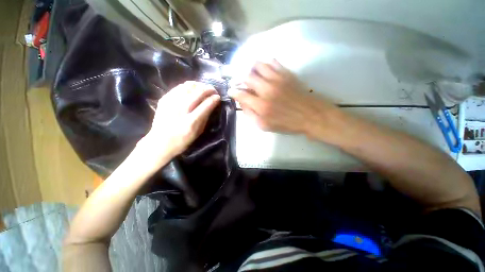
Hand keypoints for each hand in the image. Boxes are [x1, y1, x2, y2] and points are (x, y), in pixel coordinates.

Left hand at [139, 81, 219, 165]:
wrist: (159, 142)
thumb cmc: (182, 140)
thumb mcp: (198, 132)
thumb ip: (205, 117)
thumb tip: (211, 105)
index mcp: (191, 122)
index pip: (206, 105)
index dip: (214, 99)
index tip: (218, 97)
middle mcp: (181, 110)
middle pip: (198, 93)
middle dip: (208, 89)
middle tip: (214, 90)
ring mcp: (171, 103)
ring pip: (188, 87)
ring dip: (199, 85)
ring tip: (204, 87)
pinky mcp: (164, 99)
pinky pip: (179, 87)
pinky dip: (188, 86)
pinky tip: (193, 88)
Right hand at [228, 60, 339, 138]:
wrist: (310, 115)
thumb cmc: (286, 123)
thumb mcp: (265, 126)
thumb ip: (251, 115)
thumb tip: (243, 104)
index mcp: (261, 105)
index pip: (241, 94)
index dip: (233, 92)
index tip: (232, 91)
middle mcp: (266, 89)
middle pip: (247, 77)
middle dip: (240, 79)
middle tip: (242, 83)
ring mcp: (277, 79)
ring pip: (258, 65)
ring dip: (251, 69)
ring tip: (252, 74)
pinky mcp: (286, 73)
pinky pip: (272, 62)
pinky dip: (265, 64)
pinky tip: (265, 70)